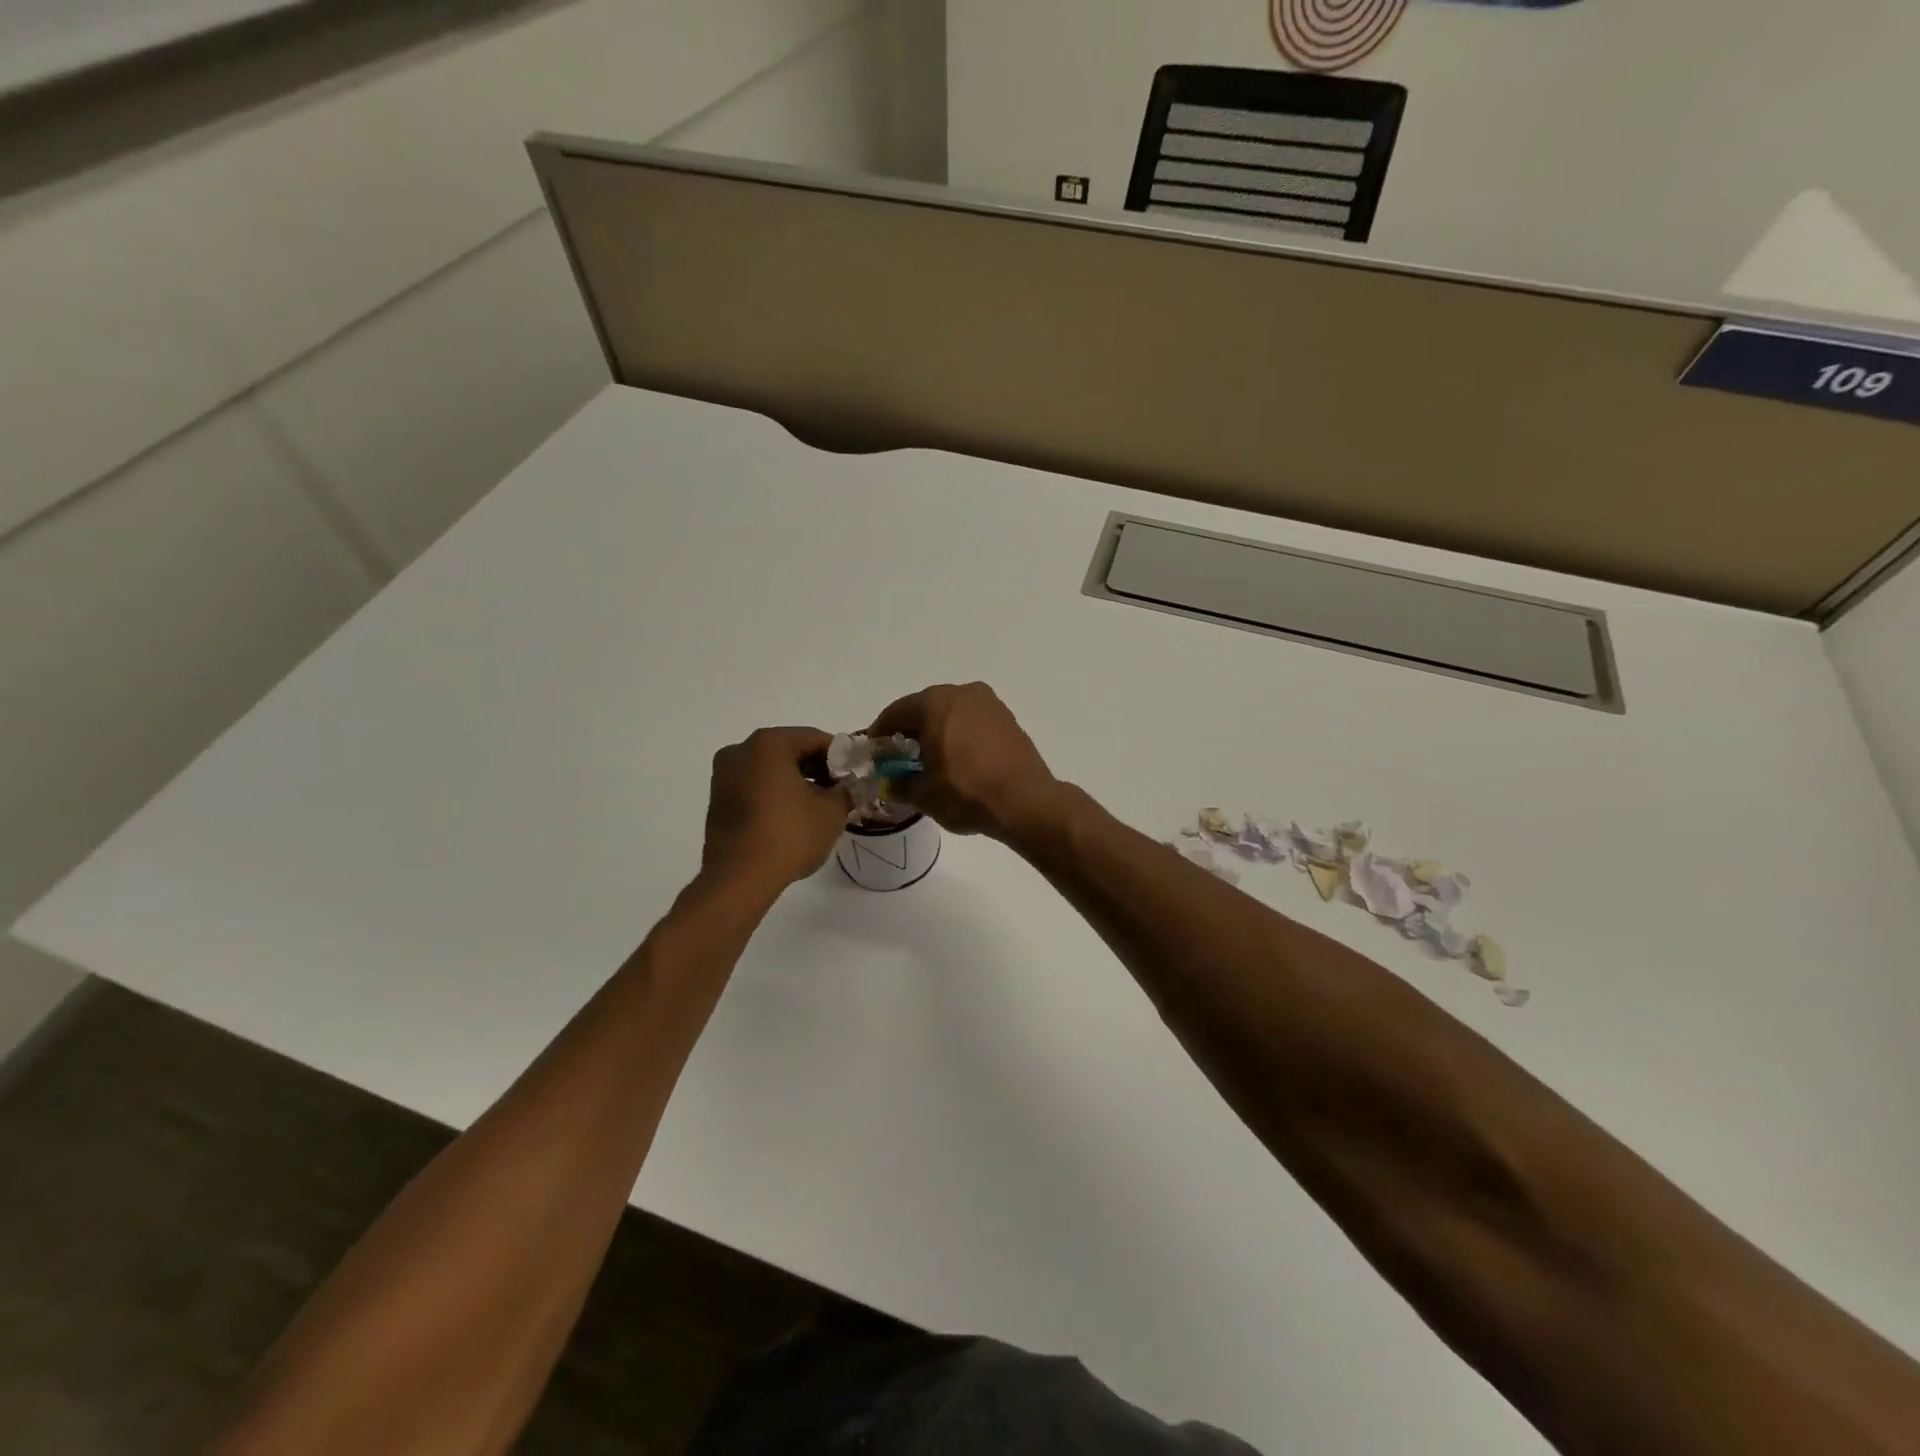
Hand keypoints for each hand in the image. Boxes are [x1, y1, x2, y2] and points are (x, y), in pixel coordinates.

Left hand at [701, 727, 850, 897]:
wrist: (739, 880)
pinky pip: (754, 785)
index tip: (854, 774)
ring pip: (770, 768)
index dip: (839, 755)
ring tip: (818, 806)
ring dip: (795, 781)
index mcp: (768, 744)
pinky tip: (792, 816)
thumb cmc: (789, 836)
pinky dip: (774, 793)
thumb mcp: (832, 812)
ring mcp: (723, 776)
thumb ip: (845, 791)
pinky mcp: (717, 800)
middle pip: (789, 750)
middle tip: (839, 790)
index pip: (813, 738)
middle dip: (816, 767)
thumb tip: (846, 787)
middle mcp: (740, 751)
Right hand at [868, 683, 1062, 841]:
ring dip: (936, 731)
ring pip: (952, 713)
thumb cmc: (966, 792)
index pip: (896, 712)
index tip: (873, 750)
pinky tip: (957, 759)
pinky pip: (973, 722)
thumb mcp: (924, 794)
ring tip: (929, 758)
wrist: (1025, 801)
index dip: (880, 732)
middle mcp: (963, 693)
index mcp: (936, 702)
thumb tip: (892, 784)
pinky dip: (959, 735)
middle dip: (909, 730)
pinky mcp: (1008, 720)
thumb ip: (901, 785)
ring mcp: (990, 704)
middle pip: (925, 707)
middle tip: (899, 755)